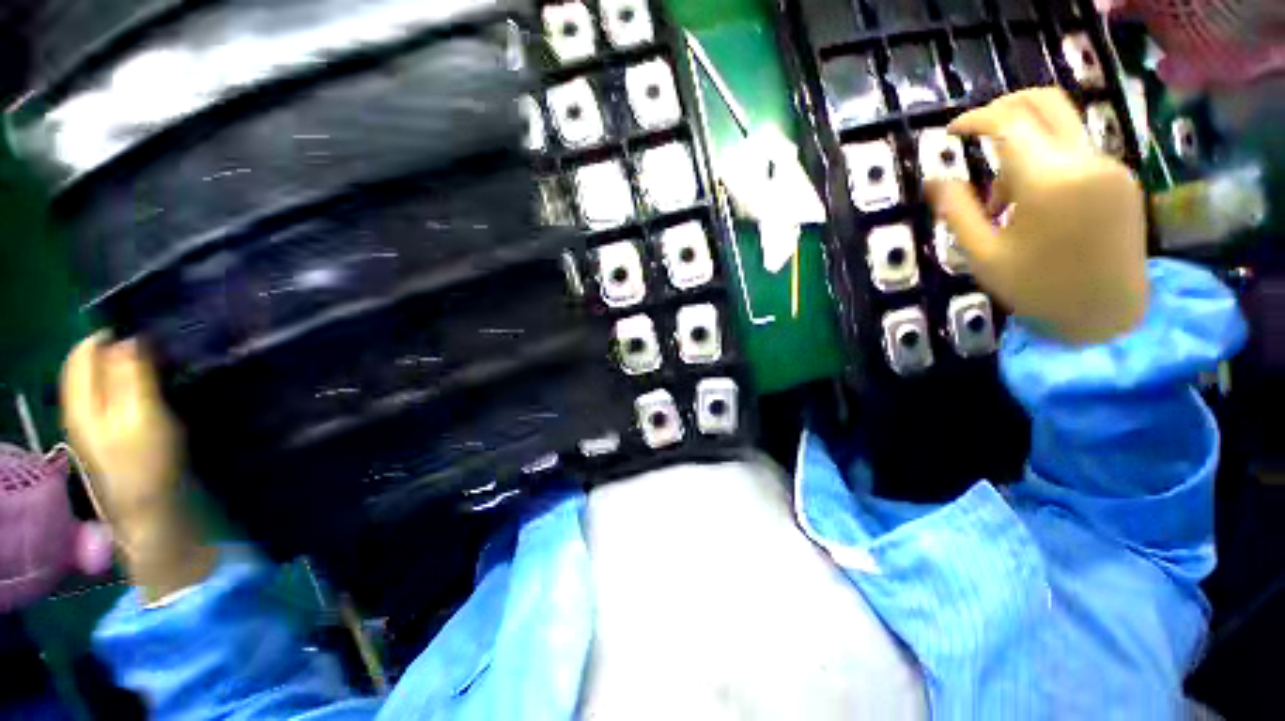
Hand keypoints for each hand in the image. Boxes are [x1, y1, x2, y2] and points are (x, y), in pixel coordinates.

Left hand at [61, 333, 213, 600]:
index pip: (83, 353)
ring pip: (95, 381)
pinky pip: (106, 396)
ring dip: (118, 366)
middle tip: (150, 344)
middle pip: (86, 366)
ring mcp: (90, 423)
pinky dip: (121, 383)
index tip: (142, 329)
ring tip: (150, 361)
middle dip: (112, 348)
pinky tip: (142, 388)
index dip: (107, 335)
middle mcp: (77, 407)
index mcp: (81, 401)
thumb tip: (127, 339)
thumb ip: (131, 376)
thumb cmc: (146, 461)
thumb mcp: (142, 415)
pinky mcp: (105, 434)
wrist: (146, 507)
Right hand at [928, 88, 1148, 344]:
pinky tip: (1030, 199)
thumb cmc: (1038, 289)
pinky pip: (1076, 149)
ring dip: (1023, 140)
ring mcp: (1109, 166)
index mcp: (1050, 180)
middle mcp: (1086, 160)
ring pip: (1060, 125)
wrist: (1109, 314)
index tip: (950, 131)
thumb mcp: (983, 255)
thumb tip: (934, 180)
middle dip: (1003, 108)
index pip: (1009, 122)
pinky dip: (1045, 157)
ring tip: (1000, 195)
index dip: (976, 118)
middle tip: (974, 132)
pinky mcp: (1120, 177)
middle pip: (1045, 102)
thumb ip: (957, 211)